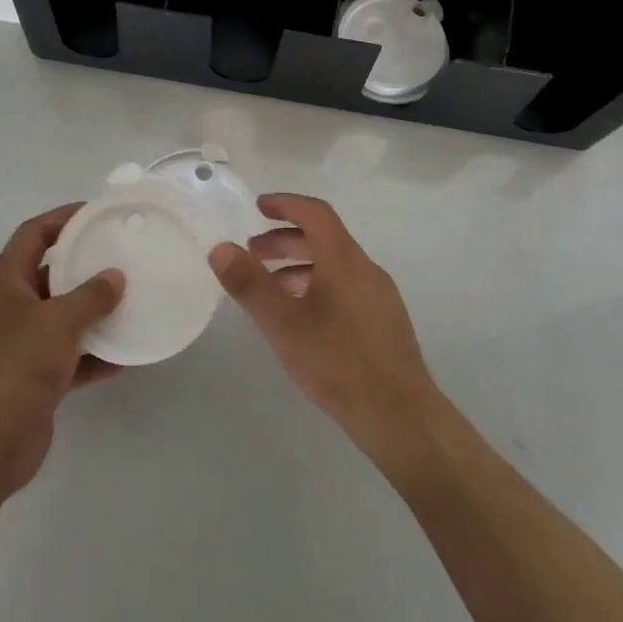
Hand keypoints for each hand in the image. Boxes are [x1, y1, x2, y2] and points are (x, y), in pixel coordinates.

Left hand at [0, 204, 124, 496]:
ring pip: (63, 316)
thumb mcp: (58, 322)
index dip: (61, 218)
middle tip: (122, 254)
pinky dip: (95, 354)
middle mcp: (10, 308)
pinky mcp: (34, 379)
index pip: (33, 234)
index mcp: (5, 283)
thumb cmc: (15, 366)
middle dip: (84, 264)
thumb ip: (91, 296)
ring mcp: (21, 345)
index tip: (96, 212)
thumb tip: (115, 277)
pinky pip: (71, 356)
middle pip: (49, 273)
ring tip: (131, 300)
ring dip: (93, 311)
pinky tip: (127, 355)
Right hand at [210, 194, 443, 468]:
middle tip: (252, 253)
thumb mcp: (284, 325)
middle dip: (285, 239)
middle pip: (324, 238)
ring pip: (334, 265)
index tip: (258, 207)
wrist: (401, 417)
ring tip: (269, 289)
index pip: (315, 213)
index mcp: (344, 260)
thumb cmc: (338, 364)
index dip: (286, 204)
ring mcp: (379, 296)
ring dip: (299, 266)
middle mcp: (366, 269)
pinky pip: (345, 287)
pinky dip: (317, 286)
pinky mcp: (384, 321)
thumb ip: (250, 285)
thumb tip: (220, 247)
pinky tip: (301, 319)